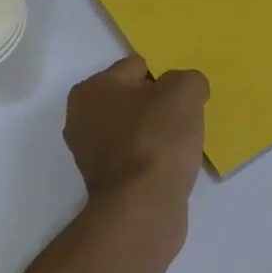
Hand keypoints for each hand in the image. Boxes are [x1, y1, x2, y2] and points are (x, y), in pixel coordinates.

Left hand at [64, 57, 209, 208]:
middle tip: (185, 120)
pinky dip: (152, 160)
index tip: (184, 98)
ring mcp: (90, 154)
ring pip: (134, 130)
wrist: (144, 205)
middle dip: (159, 106)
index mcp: (91, 89)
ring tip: (180, 146)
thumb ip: (189, 79)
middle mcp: (81, 118)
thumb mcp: (184, 91)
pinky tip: (170, 167)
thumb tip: (189, 91)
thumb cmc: (157, 138)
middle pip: (133, 100)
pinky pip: (136, 158)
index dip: (166, 78)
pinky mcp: (106, 183)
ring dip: (156, 135)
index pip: (137, 67)